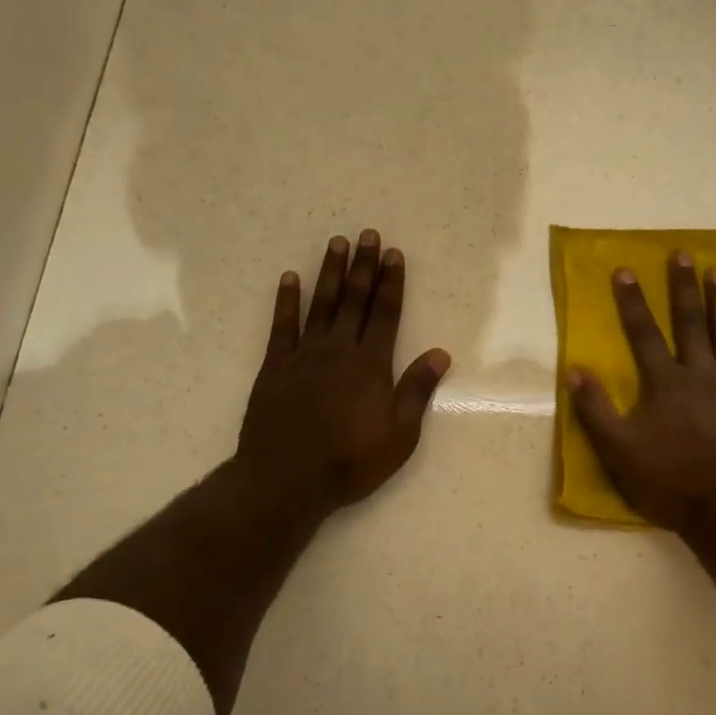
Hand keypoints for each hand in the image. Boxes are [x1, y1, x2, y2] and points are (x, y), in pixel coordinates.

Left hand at [237, 230, 449, 512]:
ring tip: (336, 243)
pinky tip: (289, 279)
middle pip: (354, 300)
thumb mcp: (399, 435)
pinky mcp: (275, 367)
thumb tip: (440, 353)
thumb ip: (417, 390)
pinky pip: (282, 326)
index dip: (391, 282)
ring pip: (320, 304)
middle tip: (367, 234)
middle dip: (363, 266)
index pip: (385, 314)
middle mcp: (338, 350)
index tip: (393, 254)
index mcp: (370, 364)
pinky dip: (286, 301)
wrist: (285, 480)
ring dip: (329, 272)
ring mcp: (303, 356)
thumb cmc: (349, 461)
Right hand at [567, 253, 715, 532]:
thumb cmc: (672, 481)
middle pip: (690, 324)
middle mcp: (701, 374)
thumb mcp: (620, 451)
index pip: (644, 335)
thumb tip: (574, 370)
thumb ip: (596, 409)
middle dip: (683, 288)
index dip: (632, 302)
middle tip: (683, 254)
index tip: (626, 270)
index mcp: (665, 384)